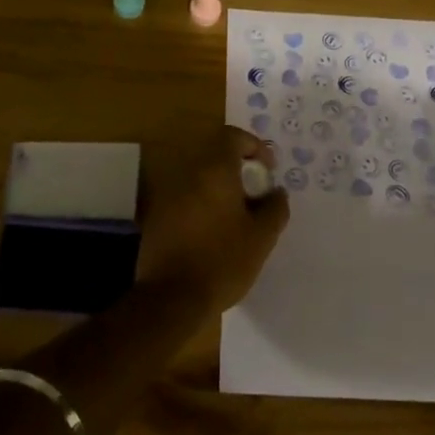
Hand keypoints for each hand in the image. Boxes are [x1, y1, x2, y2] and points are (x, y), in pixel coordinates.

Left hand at [137, 128, 289, 315]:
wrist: (171, 298)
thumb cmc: (223, 261)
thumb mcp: (261, 237)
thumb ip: (275, 208)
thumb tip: (276, 192)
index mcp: (215, 170)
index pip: (232, 136)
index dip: (253, 146)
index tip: (267, 170)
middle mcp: (188, 174)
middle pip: (215, 157)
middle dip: (238, 171)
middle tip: (255, 196)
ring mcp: (169, 194)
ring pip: (200, 179)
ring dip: (220, 190)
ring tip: (238, 218)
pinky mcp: (157, 216)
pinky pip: (186, 199)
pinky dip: (202, 206)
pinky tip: (213, 234)